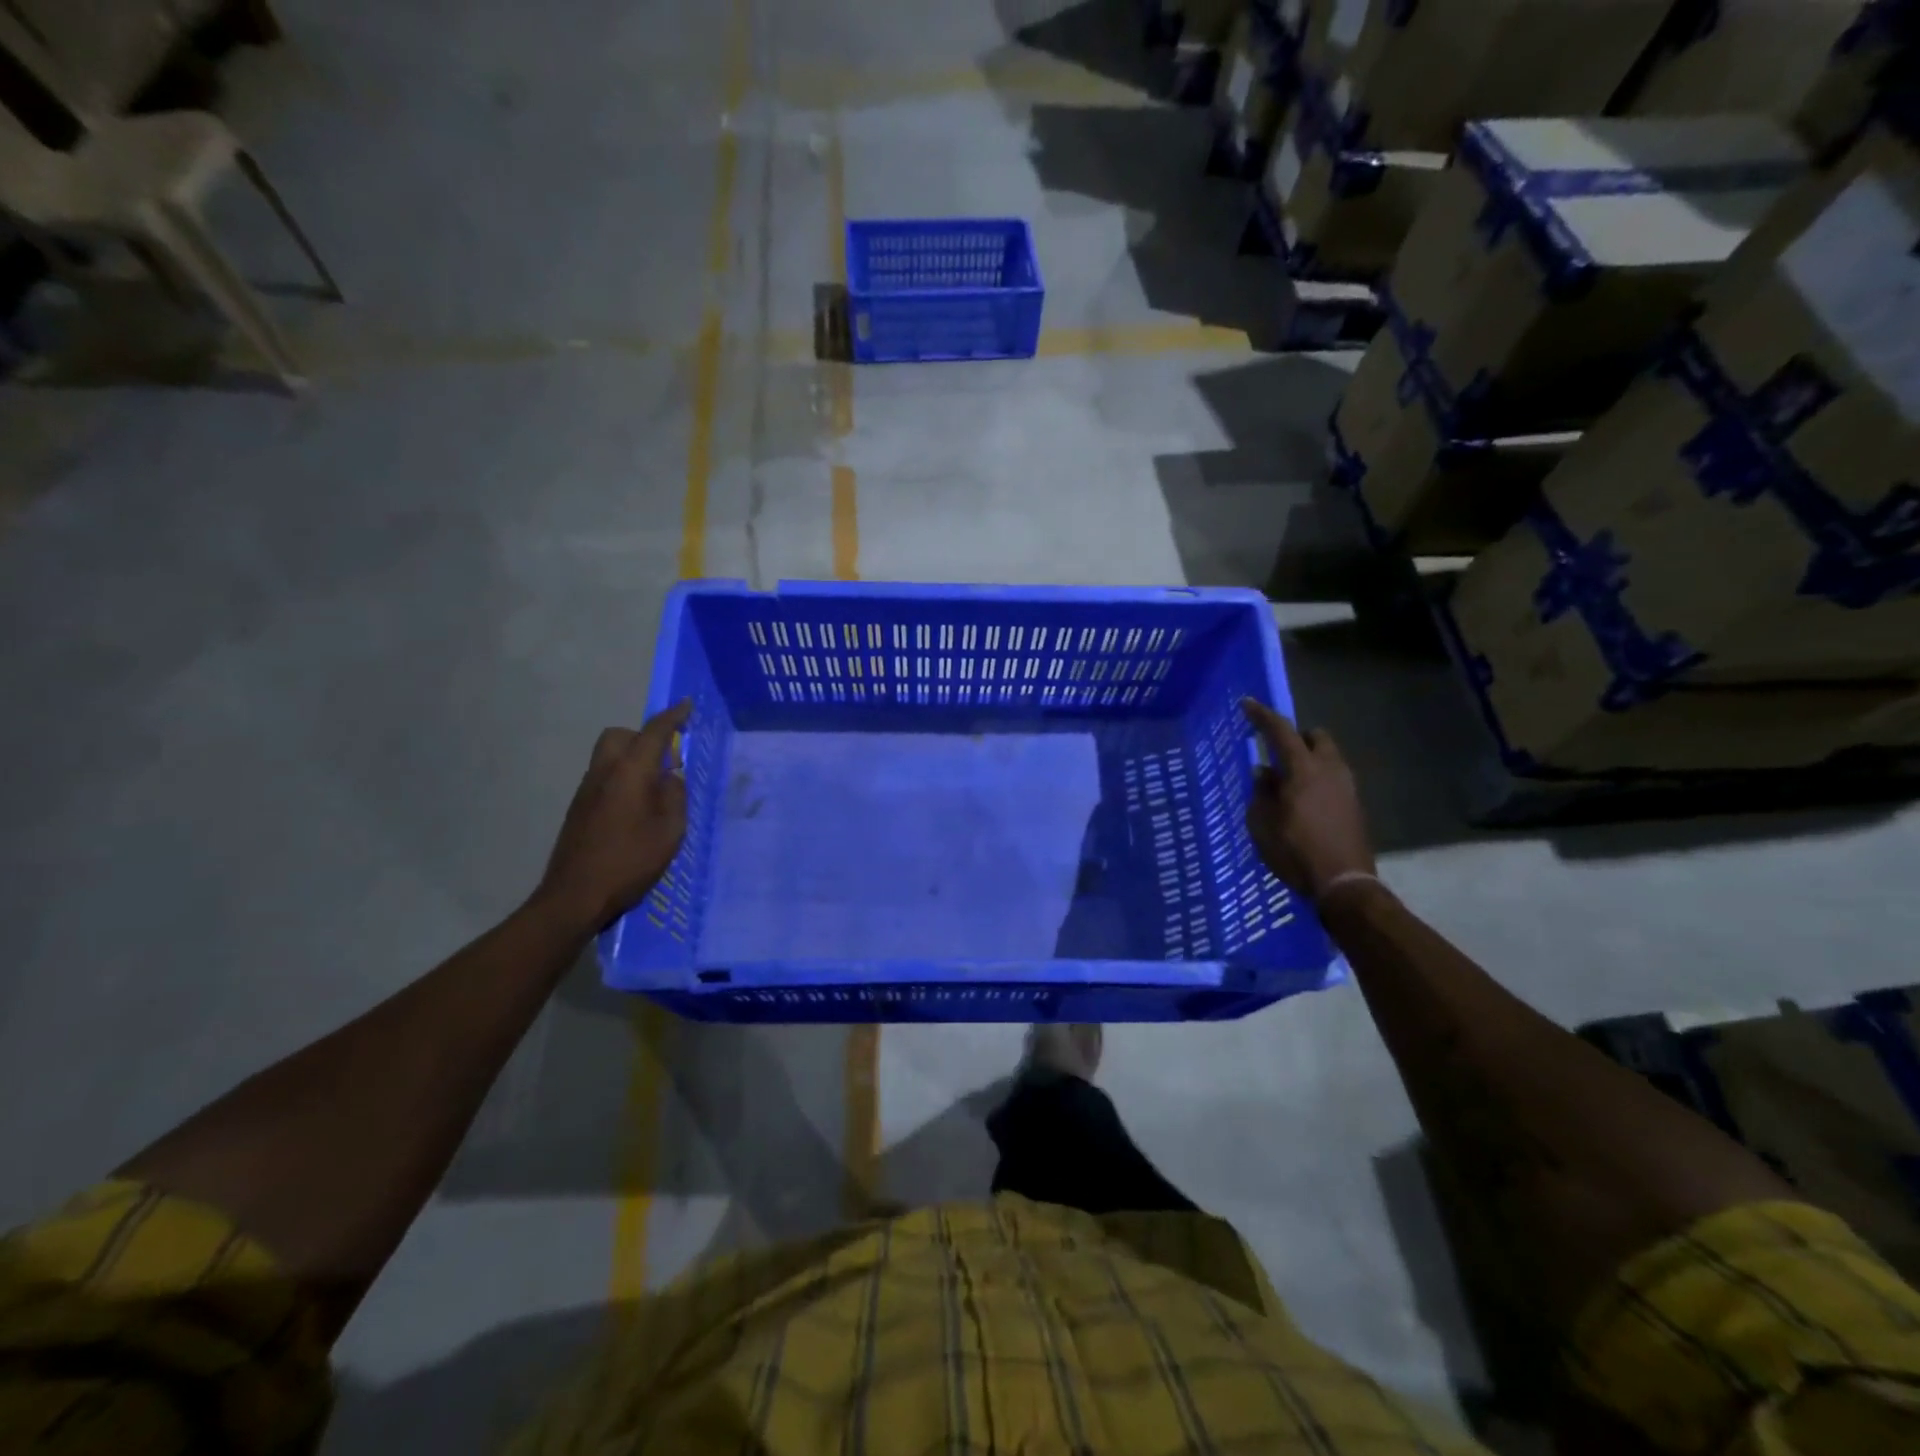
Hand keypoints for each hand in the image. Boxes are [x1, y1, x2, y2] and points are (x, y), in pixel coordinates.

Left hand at [533, 701, 690, 933]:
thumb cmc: (629, 861)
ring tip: (655, 790)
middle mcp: (604, 773)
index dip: (672, 717)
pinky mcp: (578, 809)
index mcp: (630, 773)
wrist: (575, 896)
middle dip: (643, 737)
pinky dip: (622, 779)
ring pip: (609, 757)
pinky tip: (635, 811)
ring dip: (632, 760)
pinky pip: (604, 778)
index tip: (687, 706)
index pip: (653, 733)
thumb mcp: (669, 831)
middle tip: (666, 760)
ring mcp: (586, 791)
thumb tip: (671, 778)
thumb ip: (675, 797)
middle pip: (620, 736)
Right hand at [1242, 699, 1375, 902]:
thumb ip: (1261, 792)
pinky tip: (1303, 802)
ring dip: (1308, 759)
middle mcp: (1330, 770)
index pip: (1281, 731)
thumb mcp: (1263, 824)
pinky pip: (1333, 778)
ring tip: (1287, 782)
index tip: (1247, 704)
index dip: (1262, 716)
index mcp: (1303, 770)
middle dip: (1296, 737)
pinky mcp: (1354, 805)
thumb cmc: (1296, 851)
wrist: (1344, 884)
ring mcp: (1347, 787)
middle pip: (1316, 737)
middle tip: (1277, 751)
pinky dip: (1317, 779)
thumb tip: (1264, 772)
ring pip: (1328, 757)